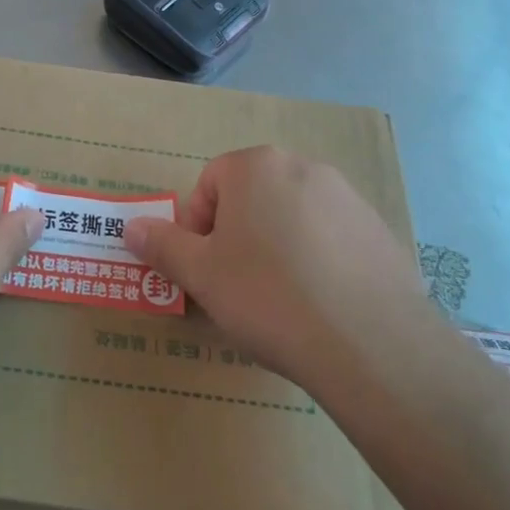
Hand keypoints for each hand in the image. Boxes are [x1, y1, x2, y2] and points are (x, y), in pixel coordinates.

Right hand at [124, 146, 437, 394]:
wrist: (371, 343)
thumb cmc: (269, 297)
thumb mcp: (201, 275)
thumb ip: (161, 245)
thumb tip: (130, 227)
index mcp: (257, 166)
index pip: (209, 183)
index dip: (198, 227)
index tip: (206, 269)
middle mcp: (304, 167)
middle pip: (252, 196)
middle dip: (236, 235)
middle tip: (237, 285)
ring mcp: (348, 197)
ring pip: (292, 216)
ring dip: (276, 246)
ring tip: (281, 300)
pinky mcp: (379, 230)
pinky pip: (331, 237)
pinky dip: (317, 260)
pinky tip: (321, 304)